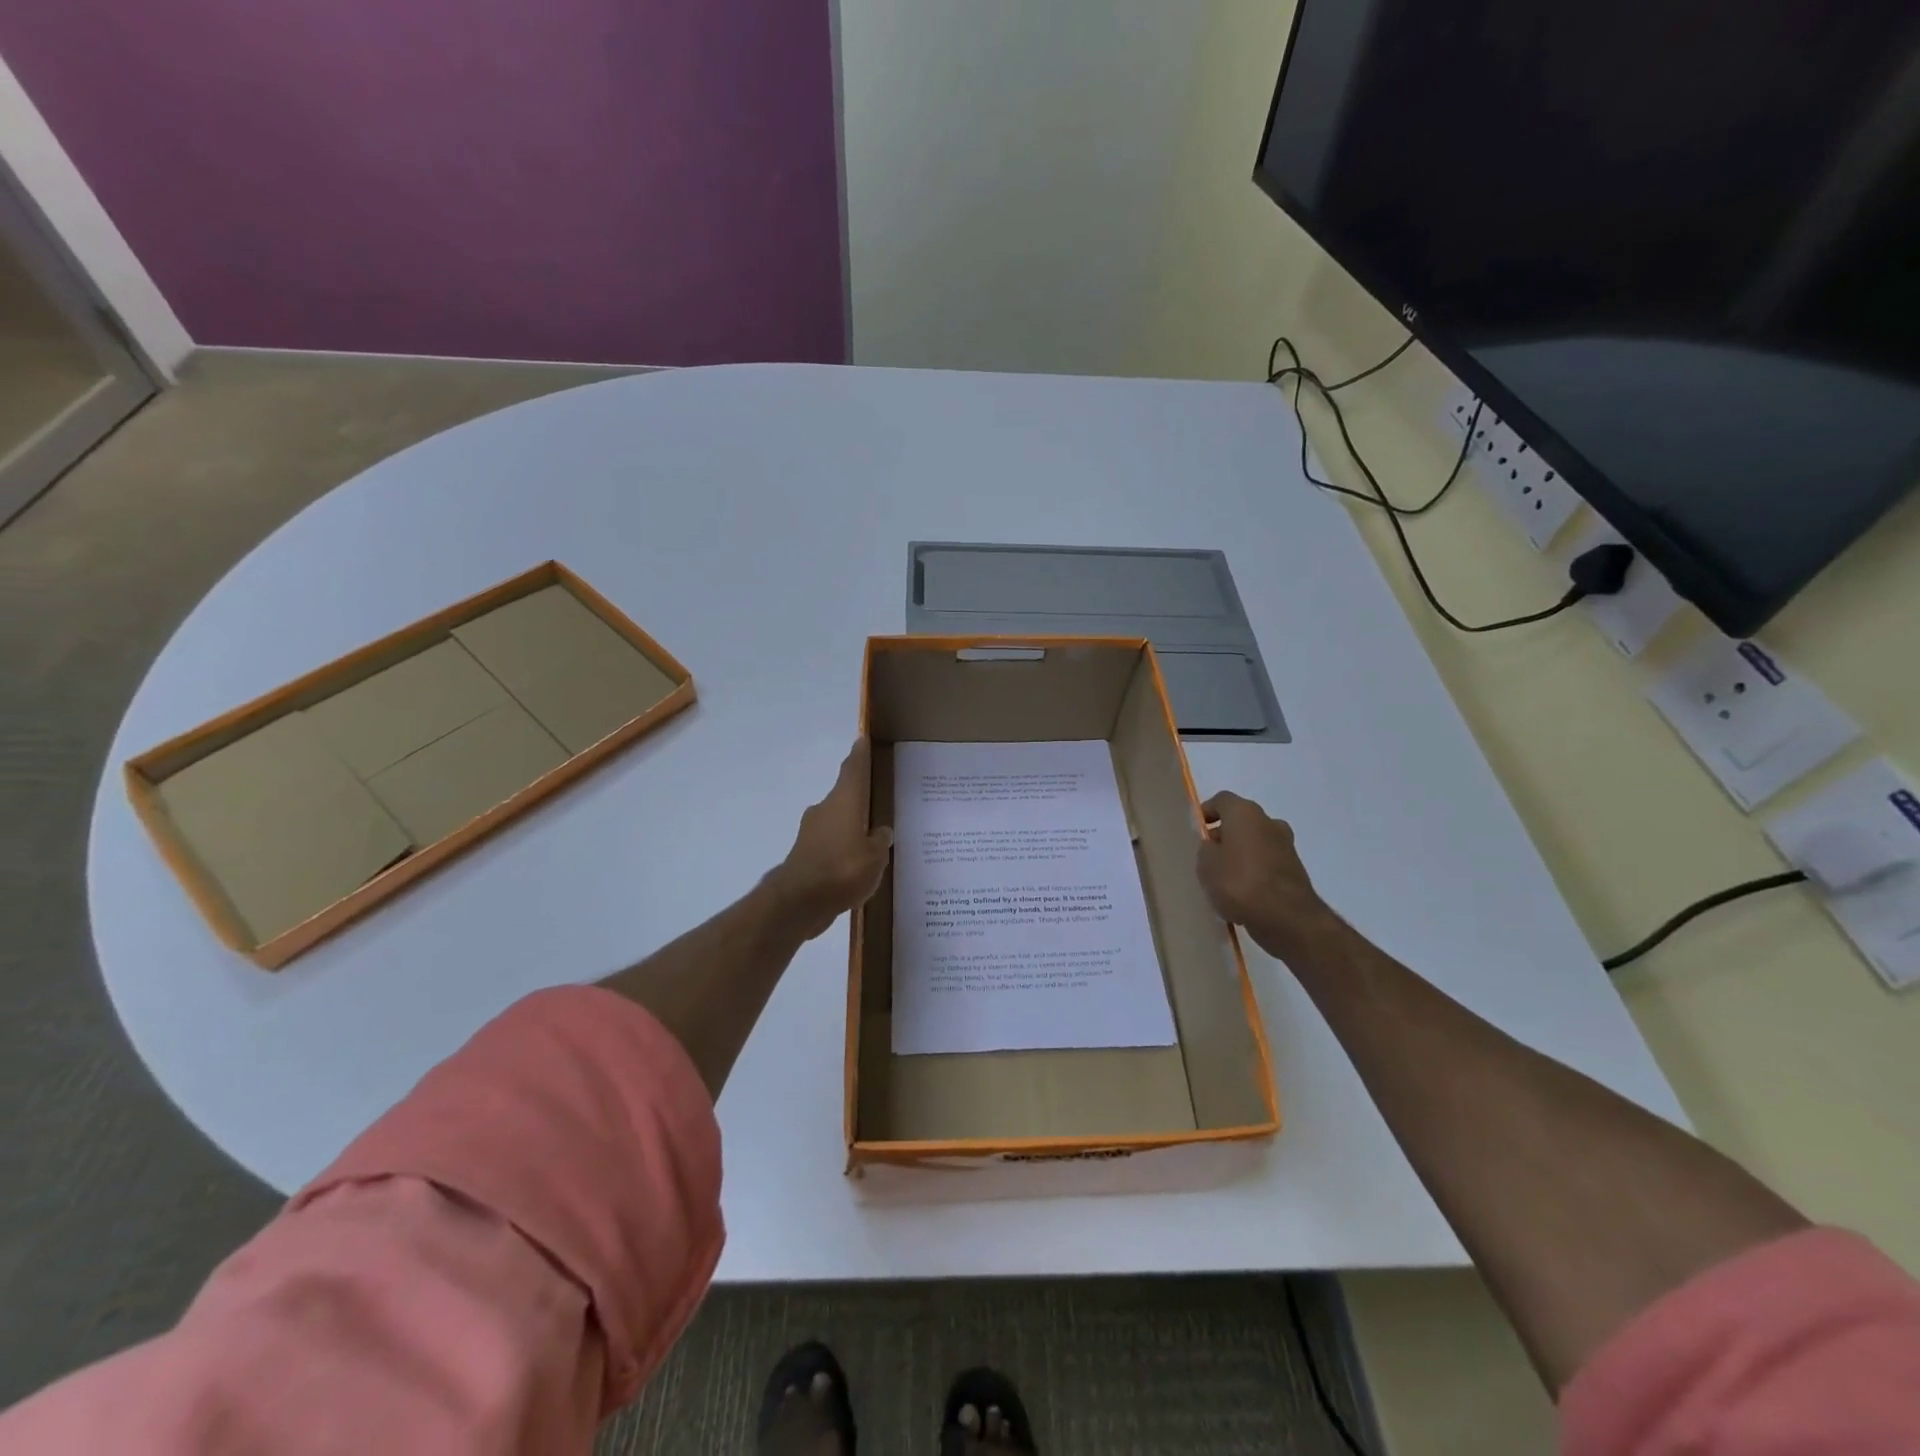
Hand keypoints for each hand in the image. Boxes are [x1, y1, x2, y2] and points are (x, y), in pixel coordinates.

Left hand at [770, 738, 893, 939]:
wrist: (798, 903)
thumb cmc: (842, 870)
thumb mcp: (874, 857)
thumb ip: (879, 841)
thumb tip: (881, 831)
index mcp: (844, 802)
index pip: (853, 770)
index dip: (859, 755)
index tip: (862, 740)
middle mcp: (825, 810)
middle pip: (845, 796)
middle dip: (860, 798)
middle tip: (879, 801)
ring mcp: (811, 834)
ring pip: (837, 822)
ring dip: (851, 827)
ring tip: (872, 839)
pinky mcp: (805, 856)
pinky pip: (830, 845)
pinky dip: (842, 850)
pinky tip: (855, 865)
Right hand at [1197, 791, 1333, 959]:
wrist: (1287, 918)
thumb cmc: (1239, 882)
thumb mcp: (1206, 864)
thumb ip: (1206, 849)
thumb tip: (1214, 847)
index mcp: (1245, 813)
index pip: (1222, 800)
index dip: (1207, 812)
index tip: (1197, 830)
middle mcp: (1269, 822)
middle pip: (1241, 822)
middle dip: (1225, 836)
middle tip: (1208, 857)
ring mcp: (1286, 847)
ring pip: (1256, 844)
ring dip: (1241, 855)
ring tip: (1223, 879)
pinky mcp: (1295, 871)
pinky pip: (1267, 864)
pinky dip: (1254, 872)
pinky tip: (1242, 894)